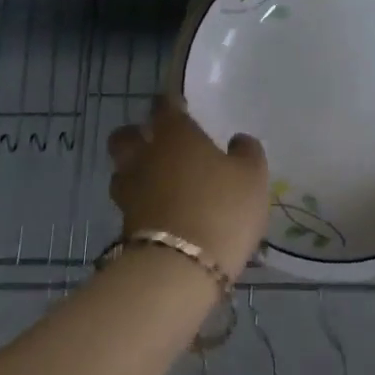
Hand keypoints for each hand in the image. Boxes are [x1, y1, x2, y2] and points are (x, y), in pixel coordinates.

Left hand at [108, 97, 269, 278]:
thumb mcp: (252, 177)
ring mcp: (130, 193)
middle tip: (157, 142)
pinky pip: (130, 205)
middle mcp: (145, 157)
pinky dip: (142, 205)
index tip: (179, 106)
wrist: (179, 271)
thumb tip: (238, 140)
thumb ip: (246, 152)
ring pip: (122, 172)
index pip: (163, 106)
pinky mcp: (124, 228)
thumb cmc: (221, 209)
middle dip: (137, 135)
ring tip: (157, 181)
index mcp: (174, 135)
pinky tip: (161, 213)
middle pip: (125, 136)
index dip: (170, 103)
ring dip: (135, 172)